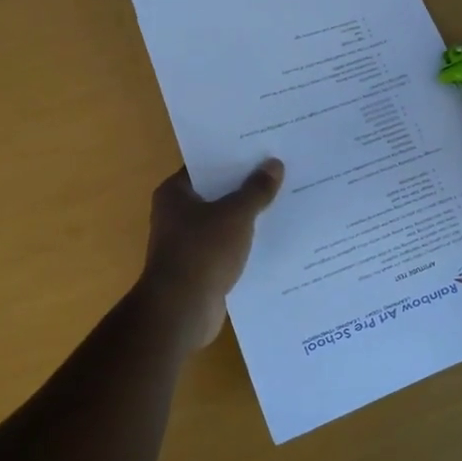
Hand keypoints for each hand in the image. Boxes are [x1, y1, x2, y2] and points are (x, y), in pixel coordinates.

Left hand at [137, 162, 284, 350]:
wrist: (181, 311)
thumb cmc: (202, 252)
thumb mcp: (235, 215)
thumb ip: (256, 190)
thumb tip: (273, 164)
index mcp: (175, 193)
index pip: (206, 165)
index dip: (234, 157)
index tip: (263, 149)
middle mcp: (177, 214)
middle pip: (217, 193)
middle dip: (247, 186)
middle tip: (282, 172)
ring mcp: (188, 243)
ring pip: (225, 222)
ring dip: (249, 217)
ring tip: (286, 202)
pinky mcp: (201, 268)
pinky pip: (229, 247)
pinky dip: (247, 244)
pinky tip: (276, 238)